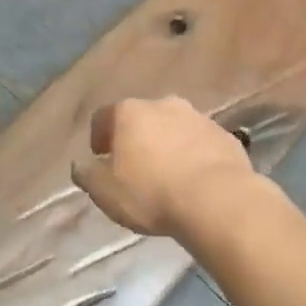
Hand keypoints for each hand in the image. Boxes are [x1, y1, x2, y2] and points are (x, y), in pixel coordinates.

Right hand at [72, 96, 258, 238]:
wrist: (217, 200)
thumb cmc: (151, 193)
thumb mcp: (105, 192)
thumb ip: (87, 175)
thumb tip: (81, 165)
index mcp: (129, 113)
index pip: (103, 117)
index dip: (98, 137)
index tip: (100, 158)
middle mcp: (162, 105)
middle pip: (141, 118)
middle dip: (136, 138)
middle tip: (135, 167)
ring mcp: (197, 117)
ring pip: (174, 128)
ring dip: (167, 145)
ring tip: (168, 175)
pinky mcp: (224, 135)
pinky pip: (201, 143)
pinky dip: (195, 155)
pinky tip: (196, 181)